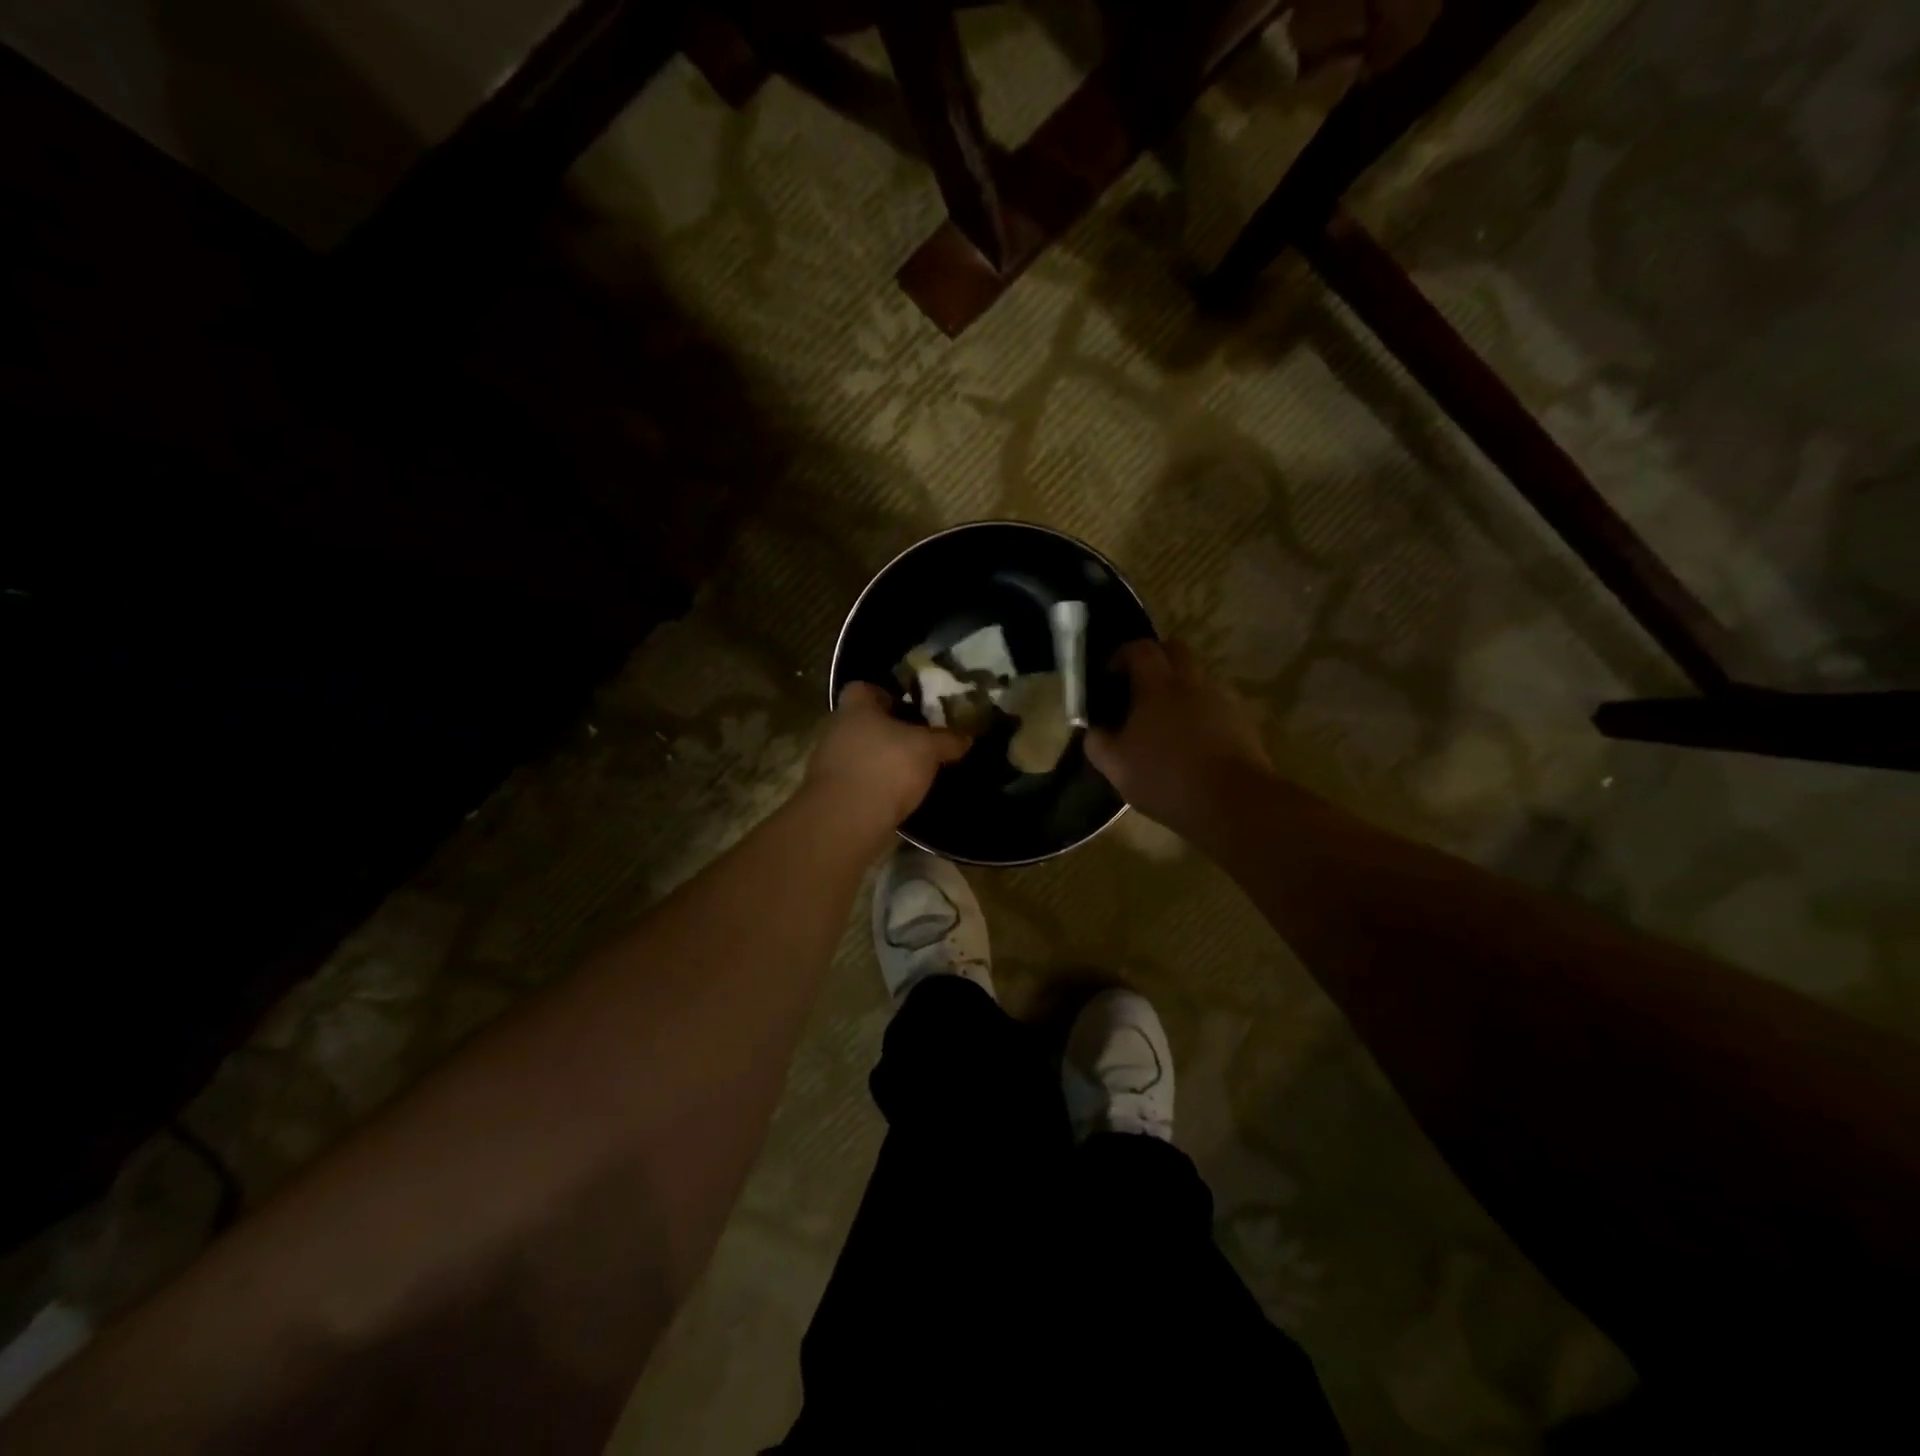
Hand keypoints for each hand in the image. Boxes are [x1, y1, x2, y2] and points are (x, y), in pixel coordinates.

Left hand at [807, 682, 969, 831]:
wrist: (848, 819)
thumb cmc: (886, 767)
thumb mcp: (927, 749)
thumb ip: (947, 740)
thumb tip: (967, 737)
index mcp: (855, 709)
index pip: (863, 688)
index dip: (886, 694)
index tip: (910, 707)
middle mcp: (836, 730)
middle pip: (862, 722)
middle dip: (888, 730)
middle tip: (917, 740)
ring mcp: (829, 764)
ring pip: (859, 753)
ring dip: (880, 760)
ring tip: (911, 770)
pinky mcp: (831, 794)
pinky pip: (857, 781)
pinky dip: (874, 785)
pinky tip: (896, 795)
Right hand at [1086, 640, 1272, 835]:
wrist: (1233, 802)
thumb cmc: (1166, 778)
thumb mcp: (1116, 767)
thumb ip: (1098, 743)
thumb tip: (1093, 731)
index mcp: (1158, 685)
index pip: (1140, 649)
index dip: (1122, 656)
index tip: (1111, 676)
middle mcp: (1193, 681)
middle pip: (1175, 650)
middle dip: (1156, 660)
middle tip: (1140, 687)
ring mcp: (1222, 698)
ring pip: (1199, 675)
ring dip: (1181, 685)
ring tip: (1167, 718)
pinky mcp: (1243, 719)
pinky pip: (1217, 701)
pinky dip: (1202, 709)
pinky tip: (1193, 739)